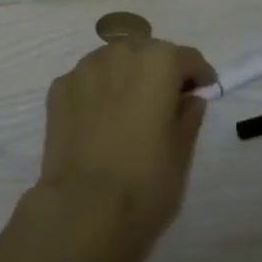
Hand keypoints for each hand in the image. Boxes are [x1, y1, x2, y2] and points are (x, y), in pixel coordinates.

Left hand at [32, 38, 214, 261]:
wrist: (83, 209)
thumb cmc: (145, 182)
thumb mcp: (182, 152)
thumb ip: (188, 115)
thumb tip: (190, 99)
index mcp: (158, 62)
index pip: (187, 58)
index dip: (198, 75)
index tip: (203, 92)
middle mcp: (120, 53)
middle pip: (147, 52)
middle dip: (159, 70)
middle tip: (165, 102)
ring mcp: (84, 68)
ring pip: (113, 61)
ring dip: (126, 75)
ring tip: (129, 109)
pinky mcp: (59, 88)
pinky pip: (87, 80)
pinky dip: (98, 91)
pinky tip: (99, 121)